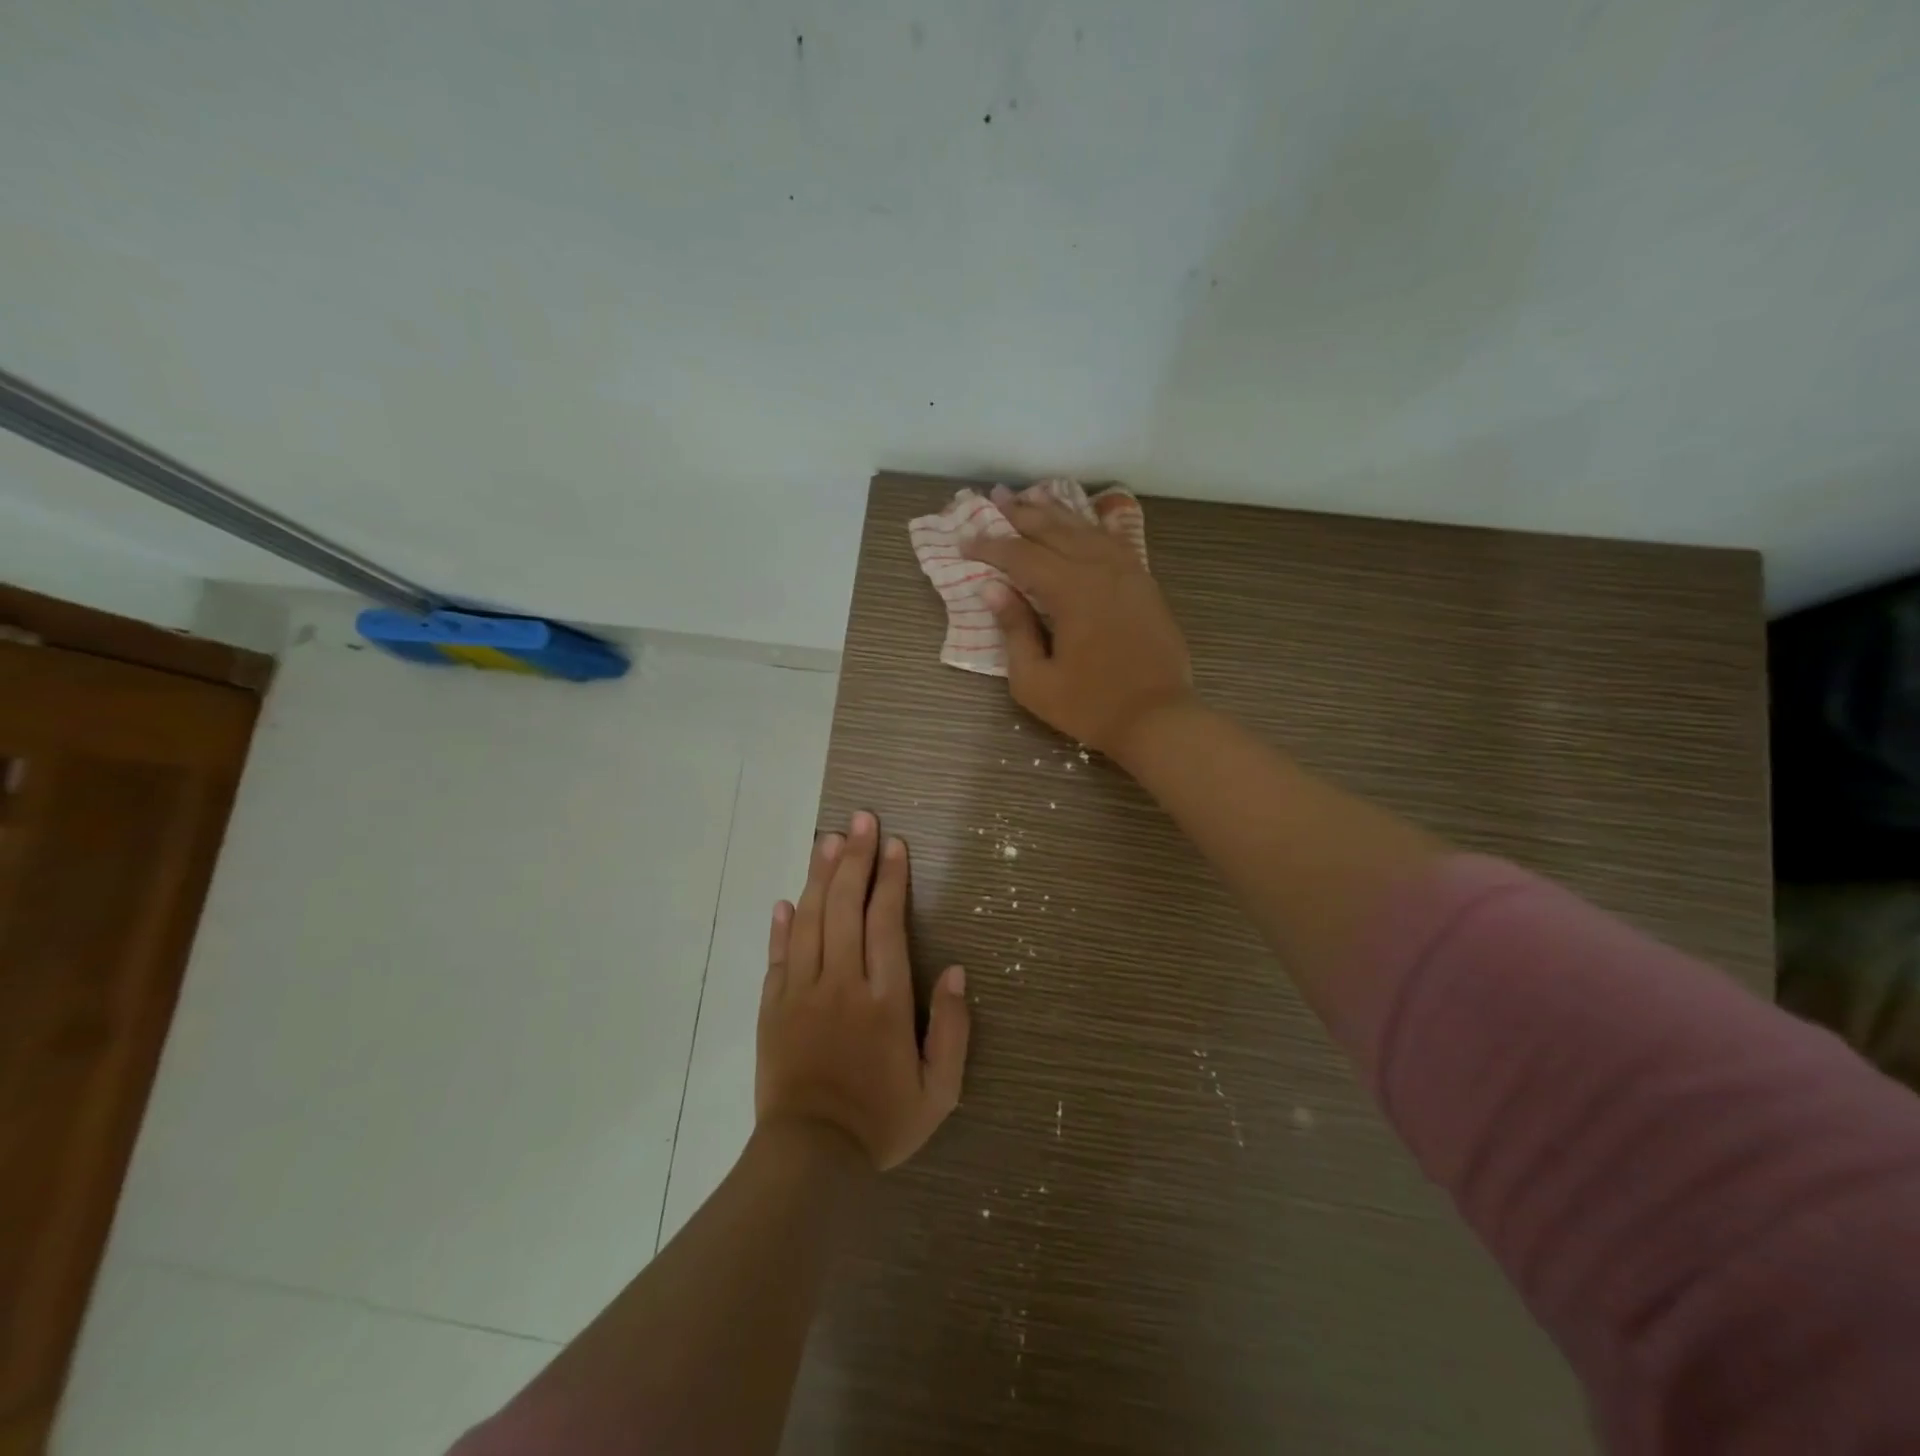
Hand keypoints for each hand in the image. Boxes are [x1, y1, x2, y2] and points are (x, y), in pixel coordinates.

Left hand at [757, 811, 969, 1170]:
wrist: (810, 1157)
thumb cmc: (881, 1122)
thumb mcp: (939, 1091)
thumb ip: (952, 1030)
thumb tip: (955, 972)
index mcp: (885, 999)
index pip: (886, 922)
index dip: (891, 878)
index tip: (894, 844)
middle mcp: (841, 983)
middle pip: (846, 907)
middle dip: (856, 858)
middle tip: (861, 819)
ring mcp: (801, 992)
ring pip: (810, 920)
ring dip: (820, 876)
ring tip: (829, 840)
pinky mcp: (773, 1007)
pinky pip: (777, 955)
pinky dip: (781, 924)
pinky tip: (786, 899)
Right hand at [961, 484, 1193, 757]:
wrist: (1159, 719)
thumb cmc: (1091, 706)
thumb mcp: (1035, 681)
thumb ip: (1014, 630)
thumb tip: (994, 590)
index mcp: (1071, 591)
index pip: (1021, 556)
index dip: (990, 547)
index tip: (964, 542)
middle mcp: (1100, 569)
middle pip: (1055, 530)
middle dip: (1021, 514)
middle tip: (995, 498)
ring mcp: (1128, 573)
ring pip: (1086, 530)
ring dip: (1056, 513)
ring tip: (1032, 498)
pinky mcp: (1145, 584)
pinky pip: (1115, 542)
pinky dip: (1094, 527)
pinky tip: (1086, 521)